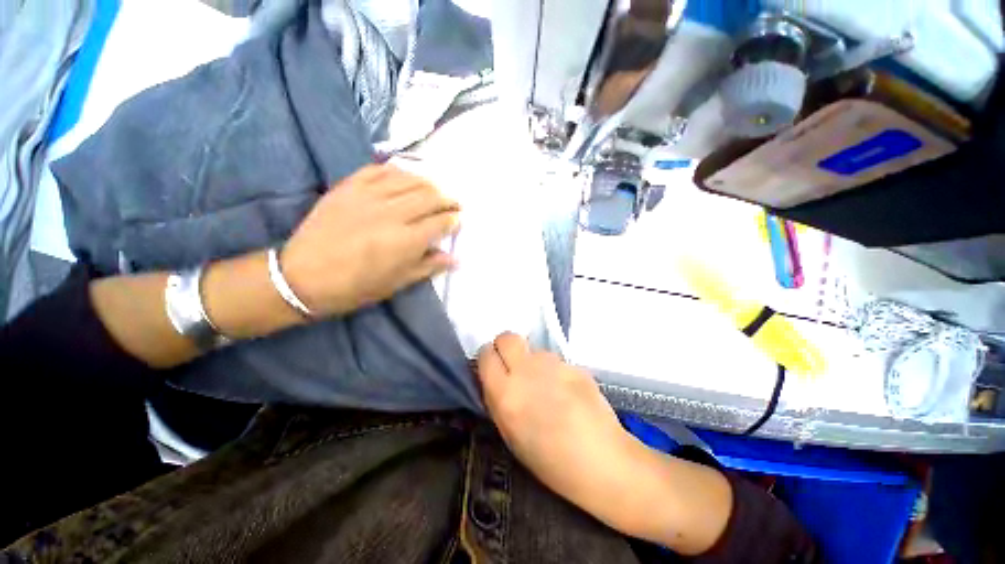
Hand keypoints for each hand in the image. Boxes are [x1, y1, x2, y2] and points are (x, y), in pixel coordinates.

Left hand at [282, 164, 459, 315]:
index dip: (454, 220)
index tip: (459, 220)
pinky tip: (407, 176)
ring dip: (429, 183)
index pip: (441, 222)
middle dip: (448, 199)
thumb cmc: (355, 287)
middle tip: (455, 203)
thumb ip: (429, 266)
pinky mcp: (349, 186)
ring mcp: (369, 196)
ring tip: (436, 189)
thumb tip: (455, 258)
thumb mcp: (397, 283)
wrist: (302, 276)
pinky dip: (399, 171)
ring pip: (409, 179)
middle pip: (430, 197)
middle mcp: (392, 214)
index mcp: (406, 241)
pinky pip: (380, 170)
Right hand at [476, 333, 637, 522]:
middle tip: (514, 365)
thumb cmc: (550, 461)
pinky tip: (567, 392)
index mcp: (505, 393)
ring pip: (534, 350)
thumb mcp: (510, 434)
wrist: (601, 461)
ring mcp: (553, 365)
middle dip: (506, 347)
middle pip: (507, 337)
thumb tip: (495, 377)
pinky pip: (556, 361)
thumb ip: (498, 399)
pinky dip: (556, 372)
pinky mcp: (574, 364)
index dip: (488, 358)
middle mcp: (526, 371)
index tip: (493, 367)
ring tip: (548, 387)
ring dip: (534, 362)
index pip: (486, 354)